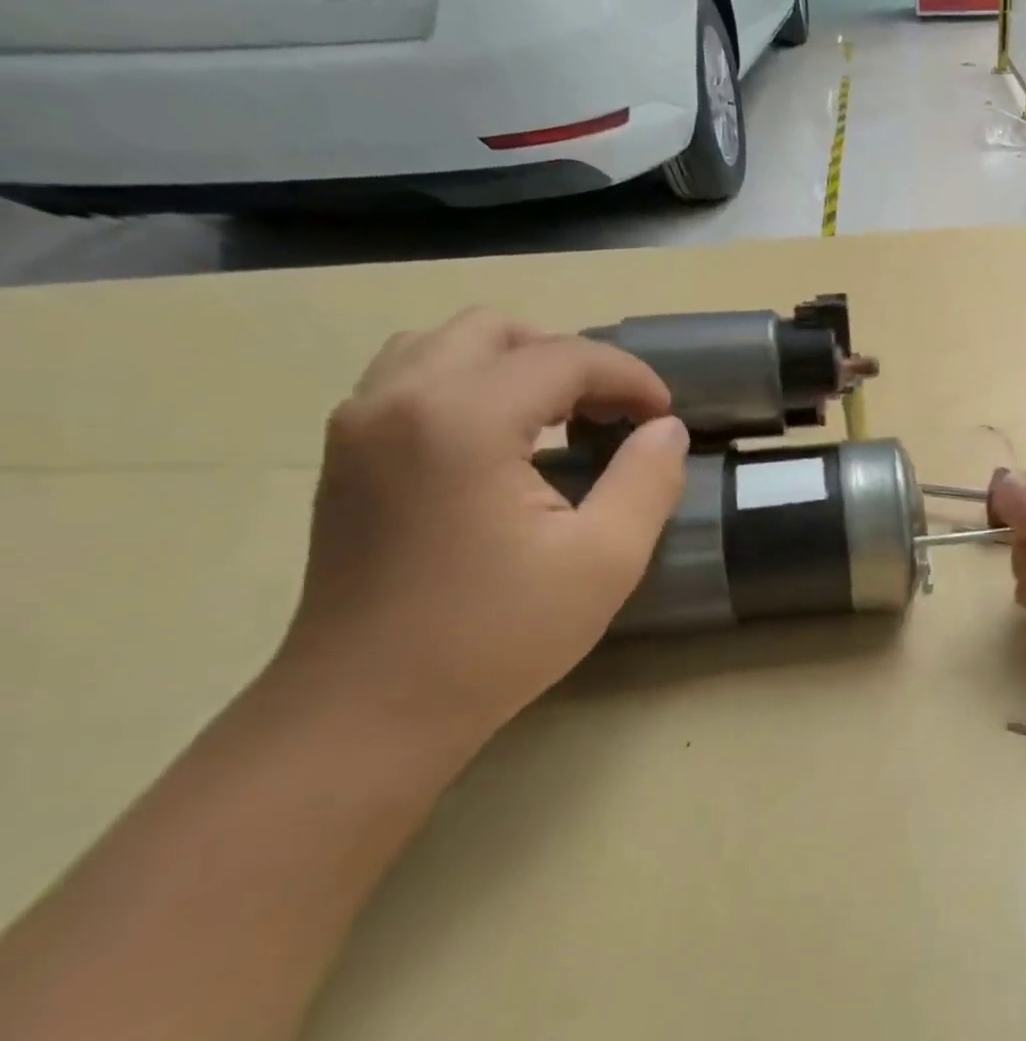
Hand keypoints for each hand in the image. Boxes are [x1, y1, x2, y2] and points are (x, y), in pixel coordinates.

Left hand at [277, 308, 688, 749]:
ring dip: (517, 364)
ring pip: (445, 345)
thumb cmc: (496, 636)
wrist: (369, 709)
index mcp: (462, 418)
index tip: (665, 415)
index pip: (563, 357)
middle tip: (615, 411)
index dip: (629, 377)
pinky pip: (413, 379)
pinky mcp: (345, 455)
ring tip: (563, 416)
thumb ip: (648, 480)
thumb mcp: (605, 560)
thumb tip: (665, 429)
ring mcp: (359, 424)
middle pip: (497, 330)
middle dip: (571, 358)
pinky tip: (506, 440)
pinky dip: (472, 384)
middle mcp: (398, 399)